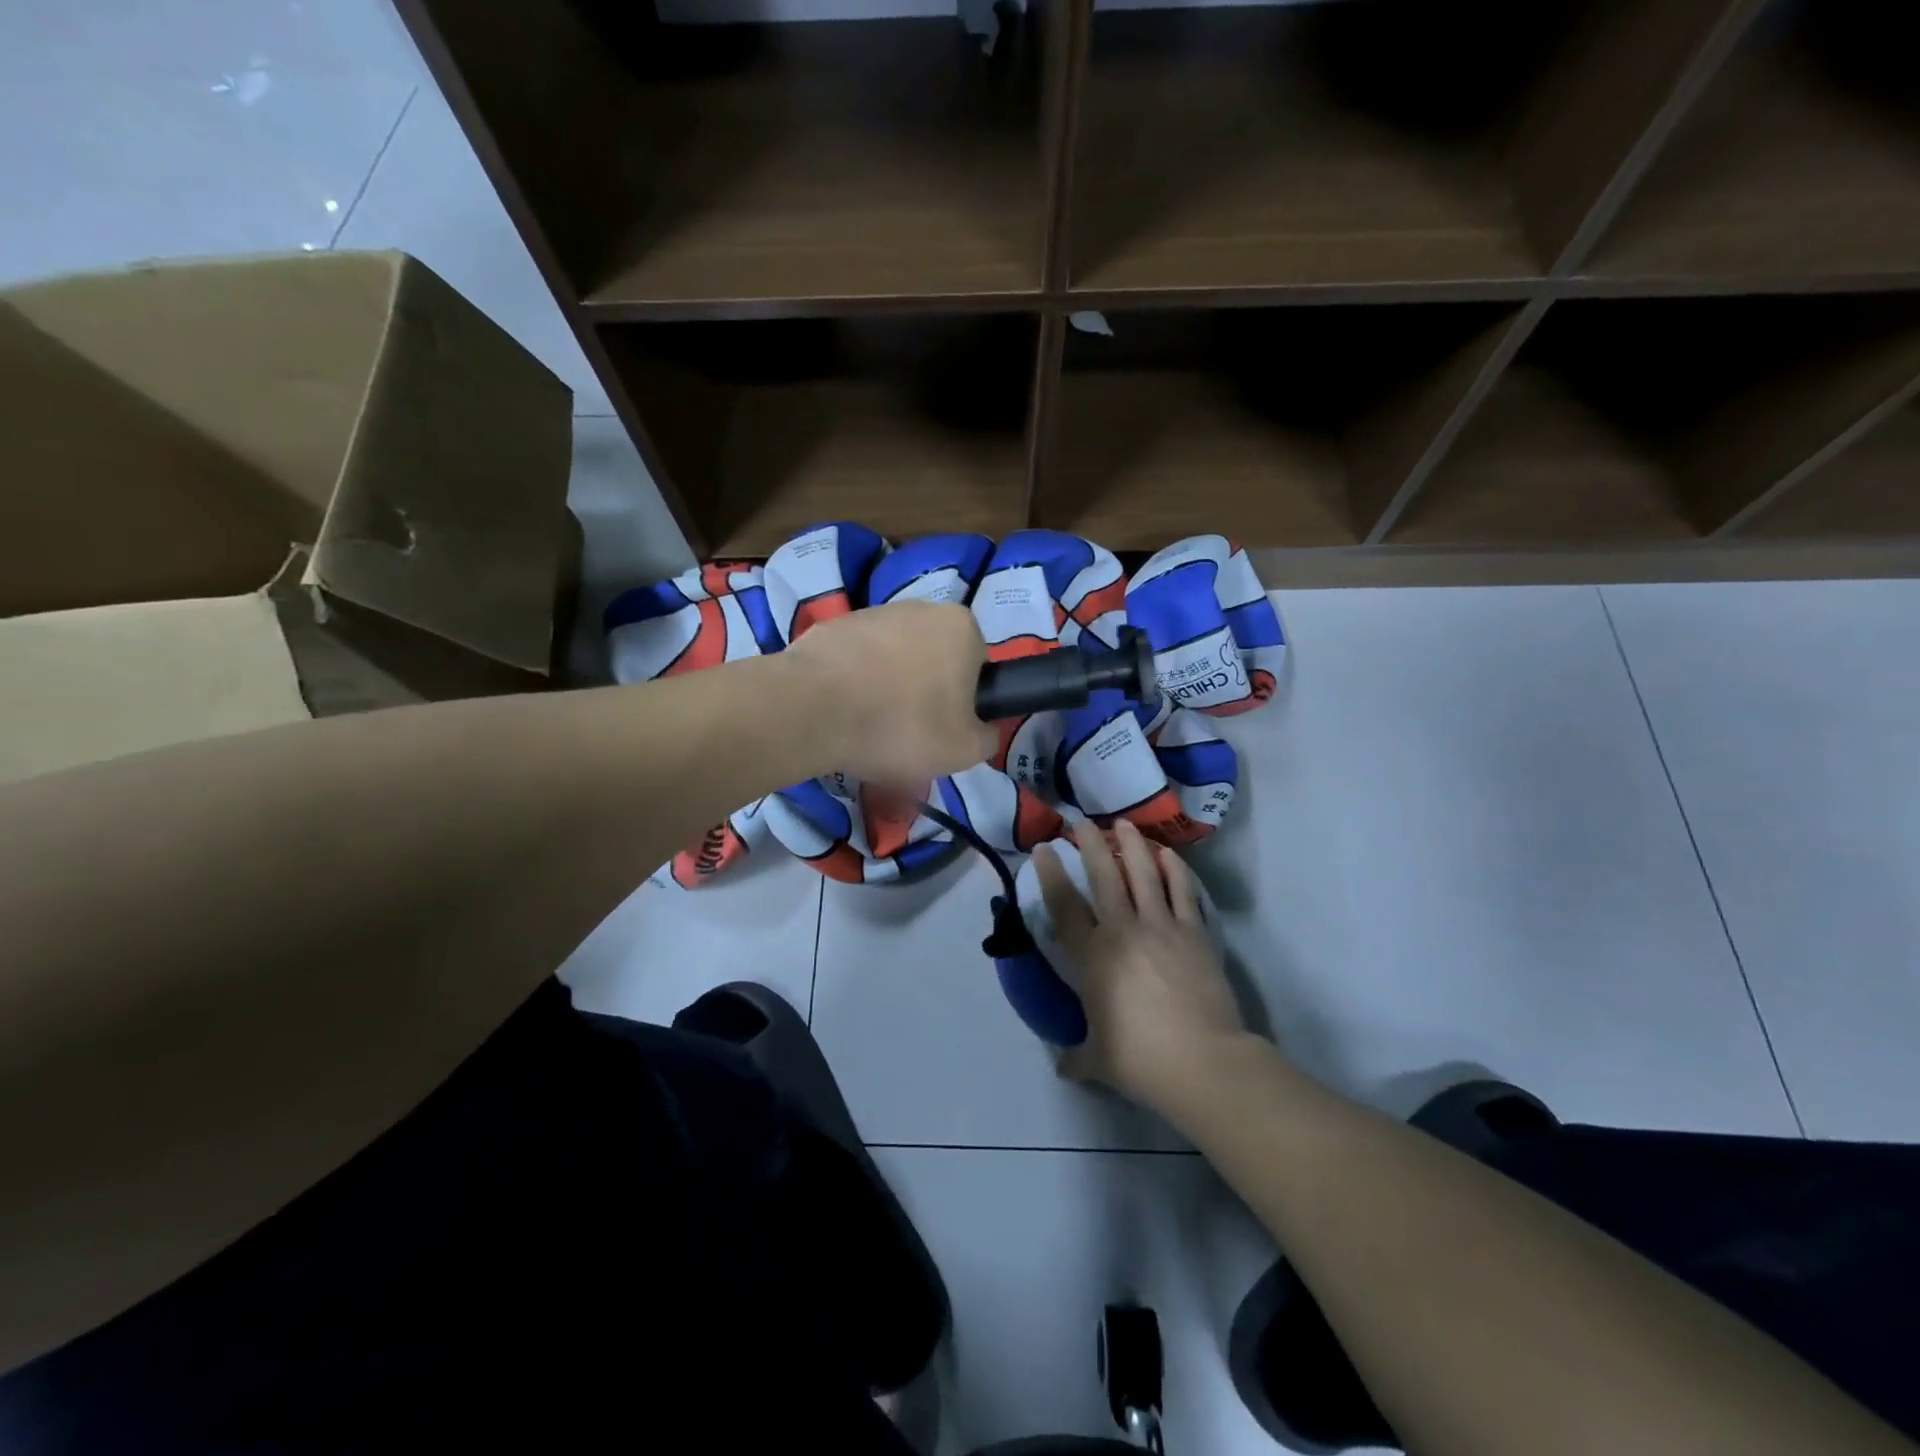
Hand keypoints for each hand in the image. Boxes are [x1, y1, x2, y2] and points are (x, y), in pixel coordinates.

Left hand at [783, 600, 996, 787]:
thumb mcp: (965, 750)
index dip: (965, 703)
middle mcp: (921, 607)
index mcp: (961, 626)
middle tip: (909, 734)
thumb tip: (983, 728)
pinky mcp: (832, 626)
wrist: (813, 709)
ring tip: (871, 728)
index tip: (944, 730)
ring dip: (888, 688)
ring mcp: (872, 612)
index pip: (977, 667)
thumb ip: (988, 736)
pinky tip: (843, 714)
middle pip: (934, 660)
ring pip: (893, 660)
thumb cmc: (902, 725)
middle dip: (925, 692)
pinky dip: (854, 684)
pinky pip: (856, 661)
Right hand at [1036, 818, 1246, 1116]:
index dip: (1051, 873)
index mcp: (1092, 957)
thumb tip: (1062, 1065)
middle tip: (1081, 822)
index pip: (1064, 905)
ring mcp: (1162, 927)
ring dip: (1130, 845)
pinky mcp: (1195, 932)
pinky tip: (1167, 854)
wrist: (1203, 1061)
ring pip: (1143, 873)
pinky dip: (1174, 868)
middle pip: (1103, 876)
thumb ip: (1075, 1056)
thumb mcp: (1098, 1060)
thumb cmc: (1141, 1060)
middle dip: (1089, 844)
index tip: (1045, 848)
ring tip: (1122, 824)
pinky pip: (1182, 890)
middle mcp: (1123, 931)